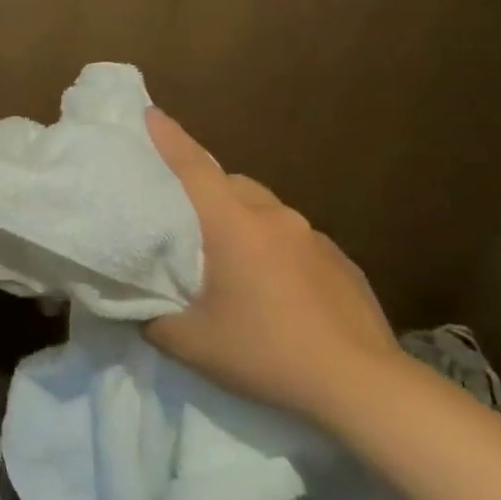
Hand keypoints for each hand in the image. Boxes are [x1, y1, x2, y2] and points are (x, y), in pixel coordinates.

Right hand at [143, 109, 401, 422]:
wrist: (364, 385)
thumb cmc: (267, 353)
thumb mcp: (192, 344)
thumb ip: (153, 317)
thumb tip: (136, 302)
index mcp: (233, 224)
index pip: (192, 166)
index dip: (167, 137)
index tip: (148, 113)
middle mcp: (273, 216)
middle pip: (228, 183)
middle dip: (202, 190)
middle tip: (183, 221)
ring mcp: (312, 235)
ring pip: (262, 209)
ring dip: (240, 220)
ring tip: (230, 261)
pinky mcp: (340, 259)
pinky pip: (292, 237)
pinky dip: (273, 246)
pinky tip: (276, 288)